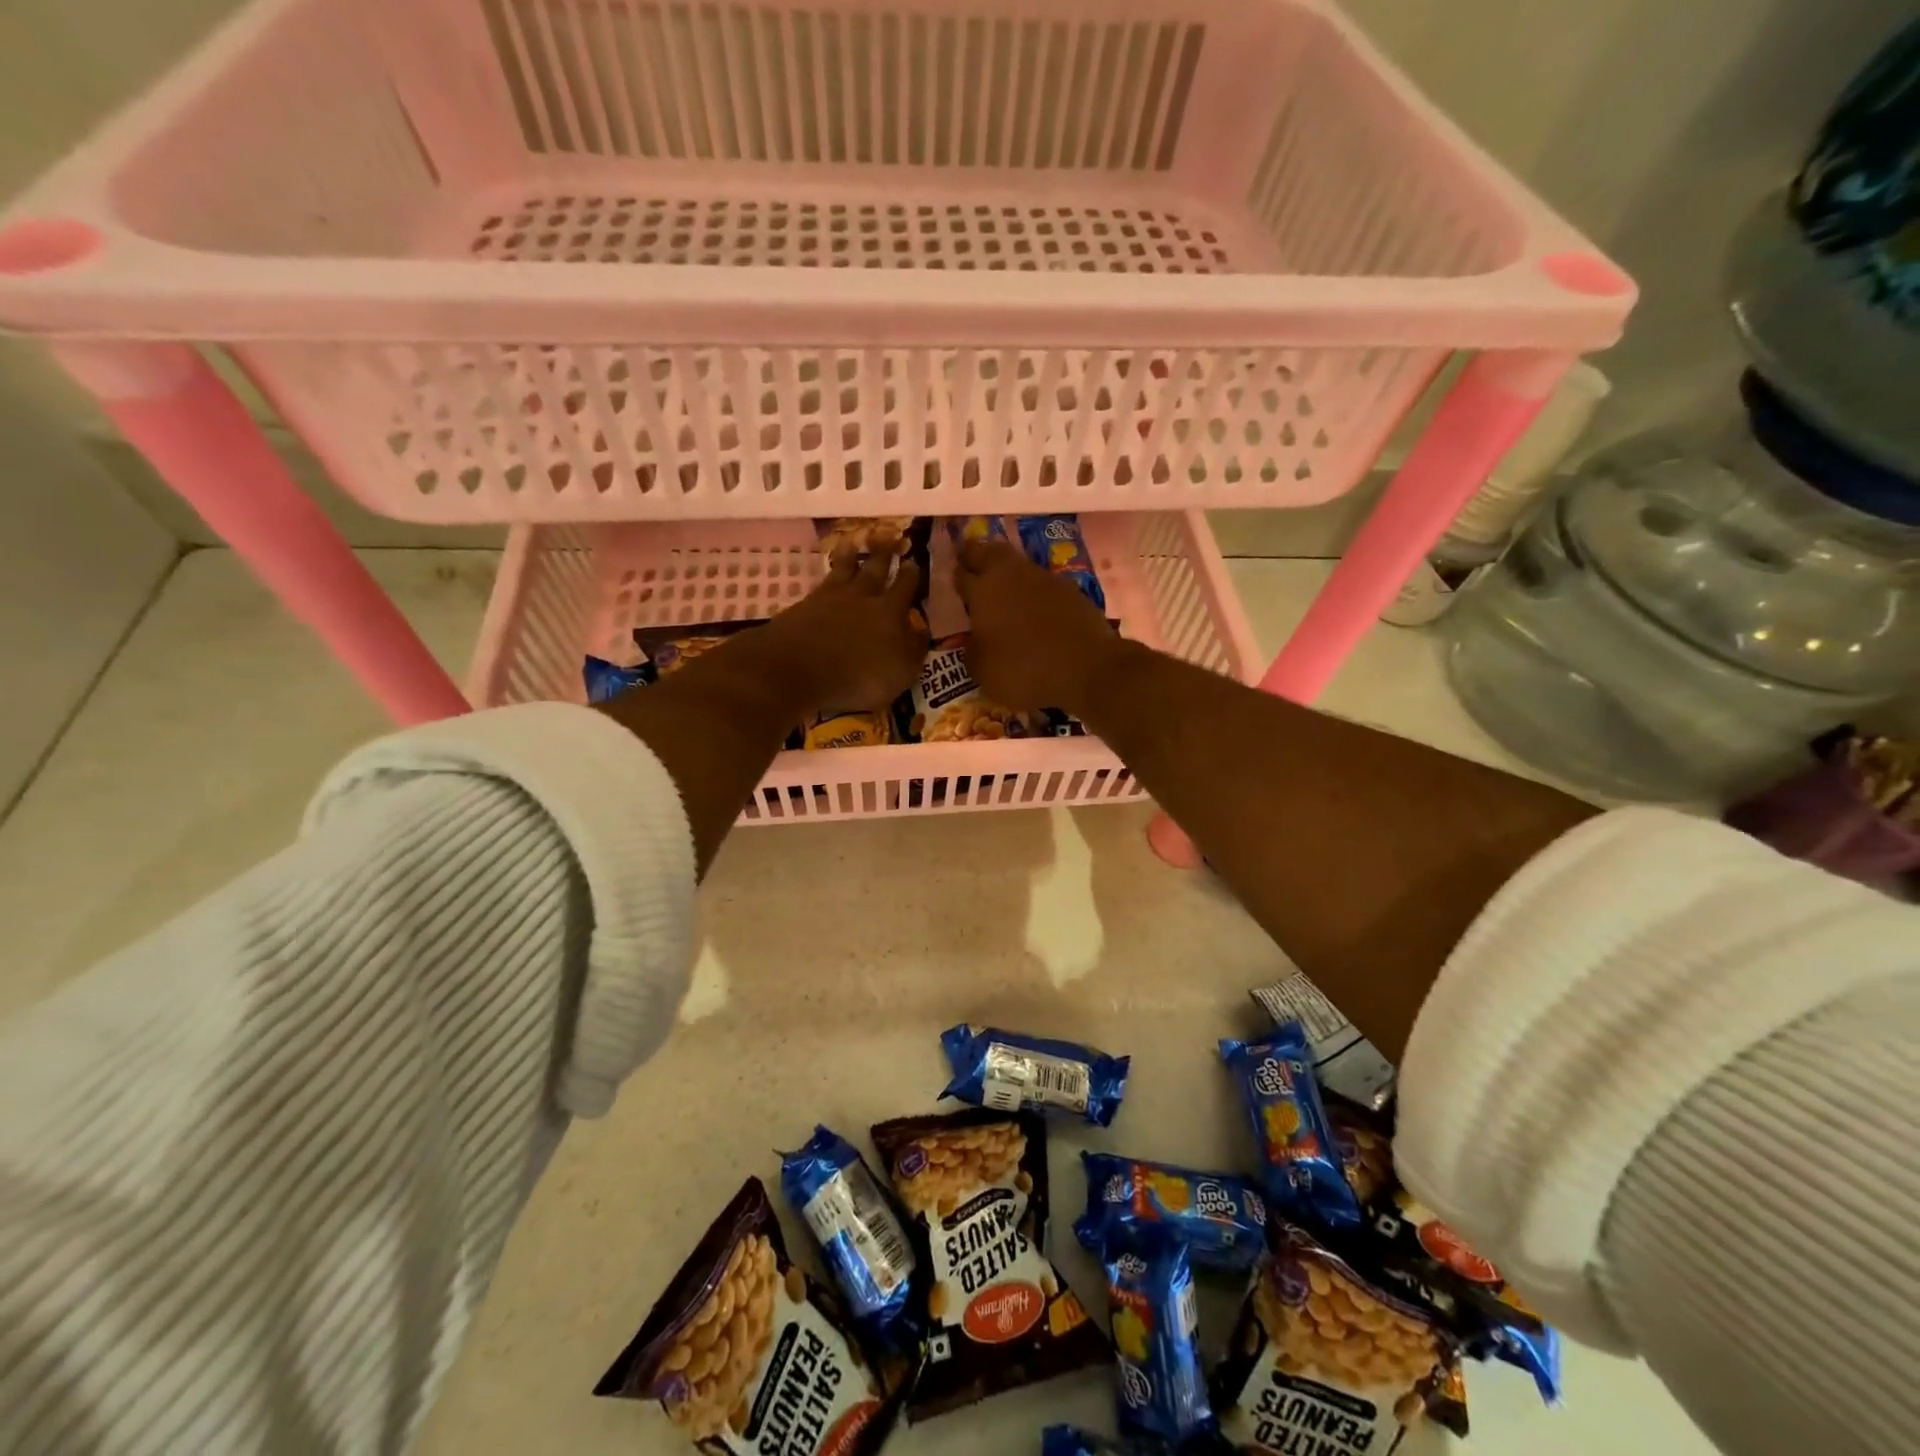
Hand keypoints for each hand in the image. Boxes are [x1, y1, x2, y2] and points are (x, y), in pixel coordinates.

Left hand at [759, 547, 928, 712]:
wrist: (799, 669)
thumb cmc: (859, 677)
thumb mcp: (900, 672)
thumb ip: (913, 649)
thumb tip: (920, 630)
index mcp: (890, 612)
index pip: (905, 588)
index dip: (911, 575)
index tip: (914, 562)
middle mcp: (862, 597)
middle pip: (876, 570)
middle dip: (884, 554)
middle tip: (888, 535)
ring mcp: (830, 598)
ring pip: (845, 568)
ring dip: (851, 555)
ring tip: (853, 542)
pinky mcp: (804, 605)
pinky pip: (822, 582)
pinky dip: (828, 572)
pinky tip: (827, 570)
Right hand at [954, 540, 1129, 715]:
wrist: (1087, 668)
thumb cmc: (1024, 671)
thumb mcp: (983, 672)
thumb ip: (973, 651)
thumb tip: (974, 641)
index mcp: (982, 591)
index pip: (961, 574)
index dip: (955, 576)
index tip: (952, 577)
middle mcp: (1011, 575)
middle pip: (989, 553)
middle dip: (977, 555)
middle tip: (971, 561)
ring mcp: (1044, 579)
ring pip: (1018, 565)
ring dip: (1008, 572)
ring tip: (1003, 586)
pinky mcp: (1071, 590)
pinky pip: (1043, 584)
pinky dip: (1035, 591)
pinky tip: (1035, 606)